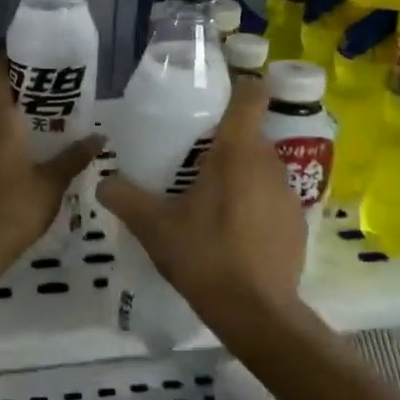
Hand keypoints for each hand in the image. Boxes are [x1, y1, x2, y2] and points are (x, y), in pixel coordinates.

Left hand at [0, 59, 101, 276]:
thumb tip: (99, 138)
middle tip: (52, 106)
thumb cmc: (17, 207)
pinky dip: (3, 156)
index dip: (4, 61)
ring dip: (13, 132)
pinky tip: (21, 175)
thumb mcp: (53, 182)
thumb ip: (74, 157)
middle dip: (22, 103)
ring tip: (42, 142)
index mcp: (1, 125)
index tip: (24, 57)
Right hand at [97, 77, 305, 337]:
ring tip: (210, 199)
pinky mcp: (297, 223)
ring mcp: (289, 194)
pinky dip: (254, 204)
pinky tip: (233, 232)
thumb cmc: (204, 256)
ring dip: (240, 175)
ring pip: (261, 168)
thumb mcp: (154, 227)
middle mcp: (269, 164)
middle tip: (192, 160)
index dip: (238, 87)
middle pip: (250, 135)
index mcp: (237, 153)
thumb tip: (103, 182)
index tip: (216, 97)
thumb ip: (125, 198)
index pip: (250, 96)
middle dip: (225, 141)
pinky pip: (272, 198)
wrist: (256, 312)